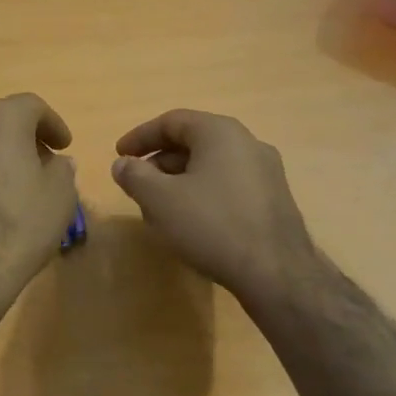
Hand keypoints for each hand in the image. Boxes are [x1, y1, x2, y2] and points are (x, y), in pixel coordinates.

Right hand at [111, 109, 319, 302]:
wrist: (276, 273)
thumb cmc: (212, 225)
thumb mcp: (160, 199)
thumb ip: (134, 176)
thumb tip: (122, 164)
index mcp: (220, 132)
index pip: (172, 121)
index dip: (140, 137)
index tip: (119, 155)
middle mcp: (247, 143)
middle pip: (193, 142)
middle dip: (159, 163)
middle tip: (137, 185)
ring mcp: (266, 172)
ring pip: (211, 166)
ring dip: (179, 181)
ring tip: (159, 209)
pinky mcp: (273, 200)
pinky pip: (229, 186)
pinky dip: (203, 194)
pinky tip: (191, 223)